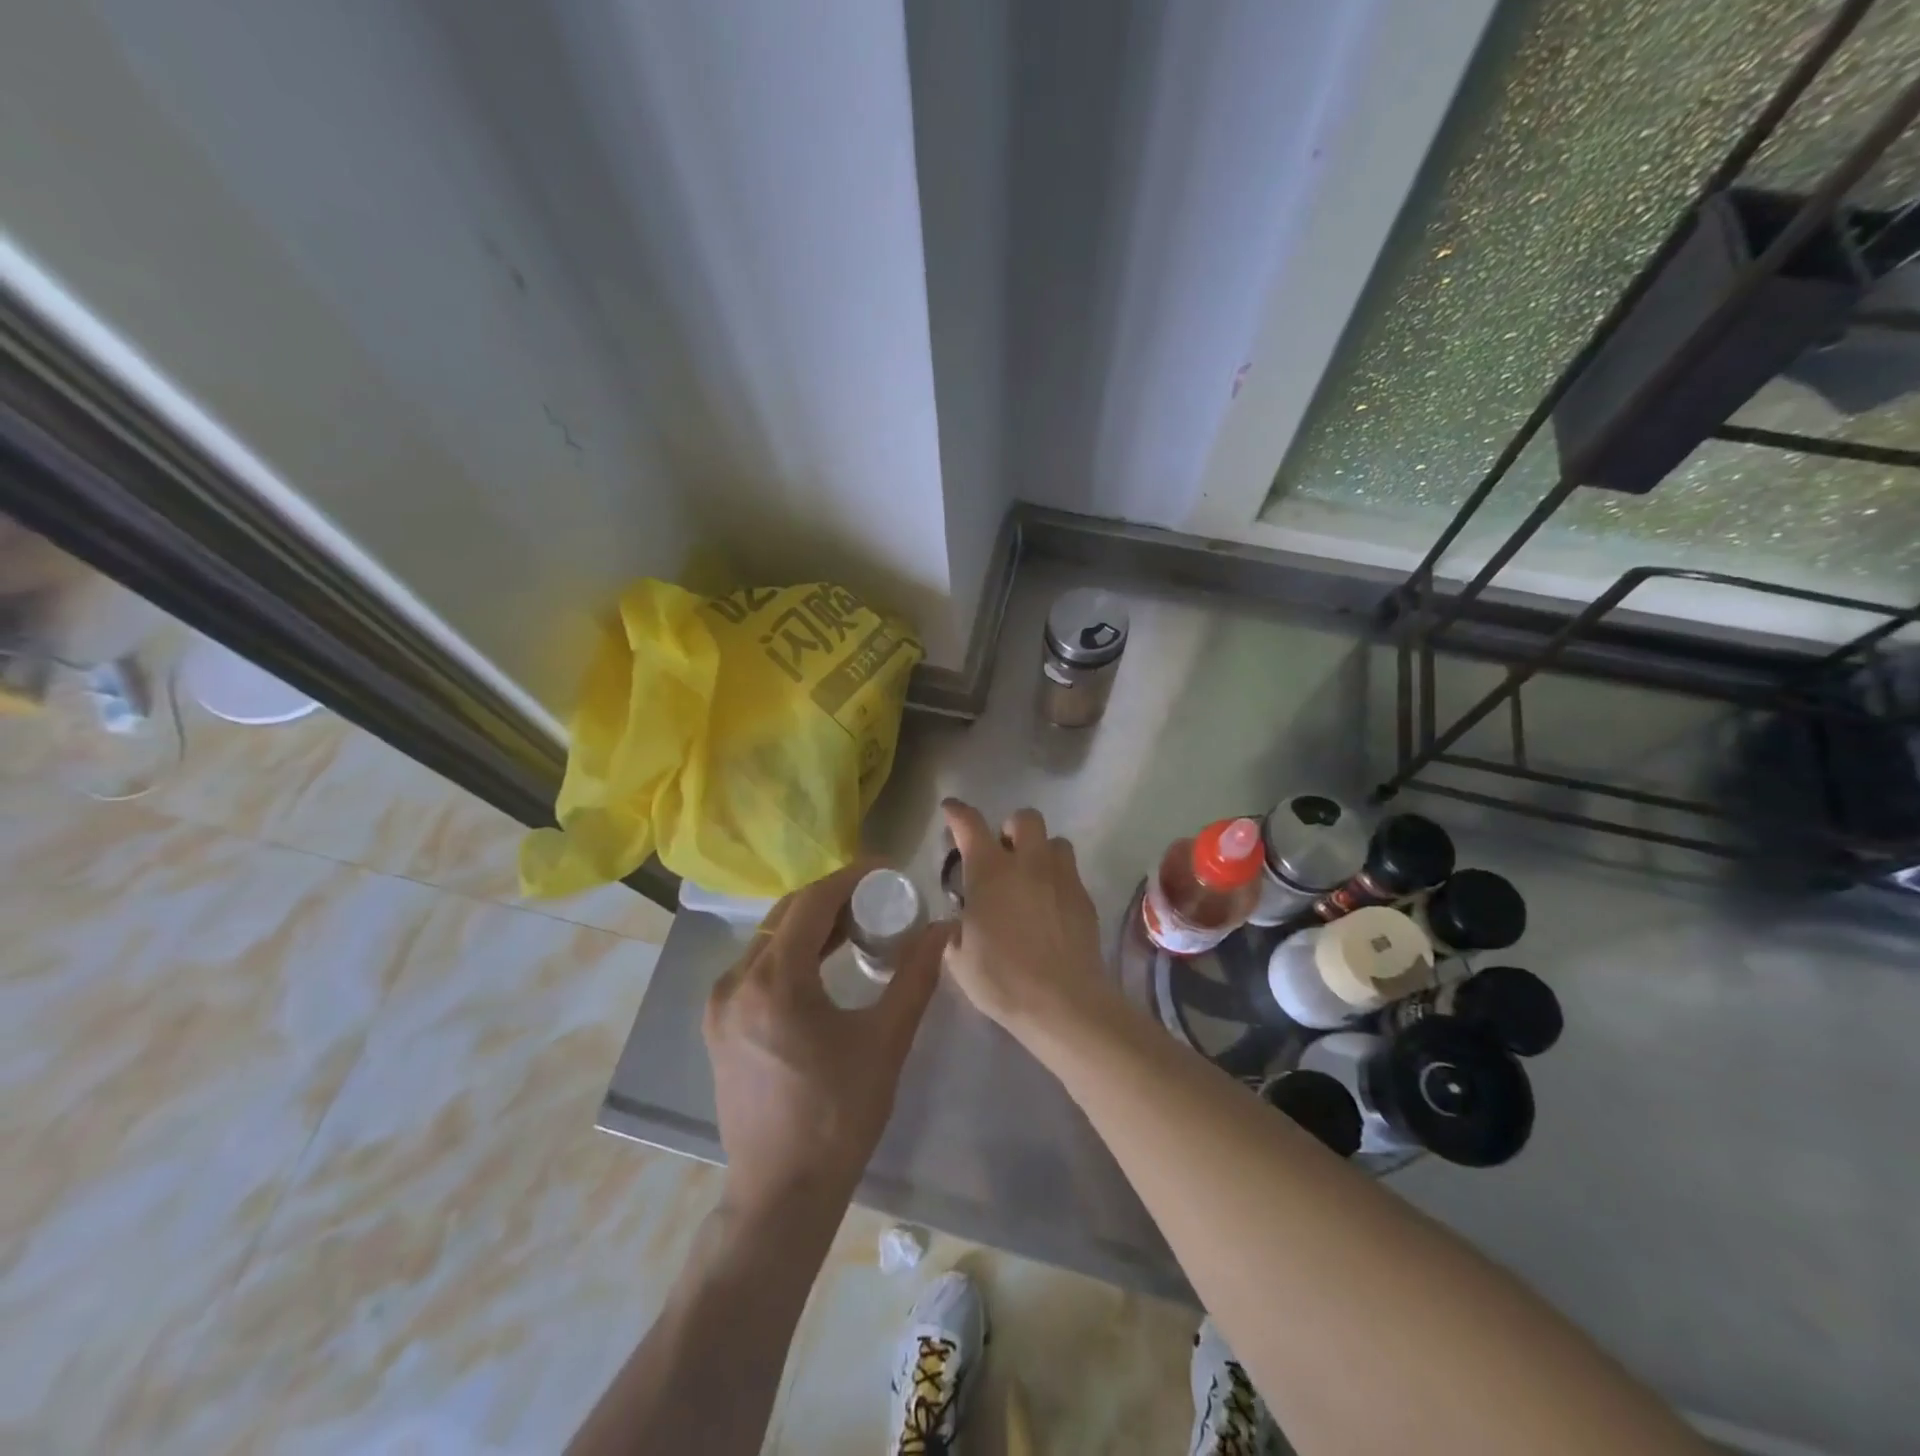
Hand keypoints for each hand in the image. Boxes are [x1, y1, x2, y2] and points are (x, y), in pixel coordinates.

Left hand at [703, 862, 948, 1218]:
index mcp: (773, 982)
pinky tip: (824, 961)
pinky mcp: (719, 1024)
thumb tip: (942, 929)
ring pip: (770, 938)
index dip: (851, 877)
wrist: (781, 1194)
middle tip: (879, 898)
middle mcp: (736, 982)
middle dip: (833, 897)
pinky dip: (792, 951)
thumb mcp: (885, 1042)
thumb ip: (914, 977)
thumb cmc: (838, 1117)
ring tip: (858, 924)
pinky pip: (758, 965)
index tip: (887, 870)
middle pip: (787, 914)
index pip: (812, 902)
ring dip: (812, 923)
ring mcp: (720, 1004)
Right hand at [941, 799, 1107, 1035]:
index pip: (970, 824)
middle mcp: (1028, 863)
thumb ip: (954, 931)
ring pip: (1055, 841)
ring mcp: (1061, 878)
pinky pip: (1070, 873)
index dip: (957, 813)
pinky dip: (1057, 879)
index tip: (950, 810)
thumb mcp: (959, 958)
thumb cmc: (1002, 979)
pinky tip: (1049, 906)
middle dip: (1011, 828)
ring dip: (1040, 851)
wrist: (1063, 1002)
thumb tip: (956, 924)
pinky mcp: (1084, 898)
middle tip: (1002, 853)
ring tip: (1031, 877)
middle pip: (1025, 818)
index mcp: (990, 871)